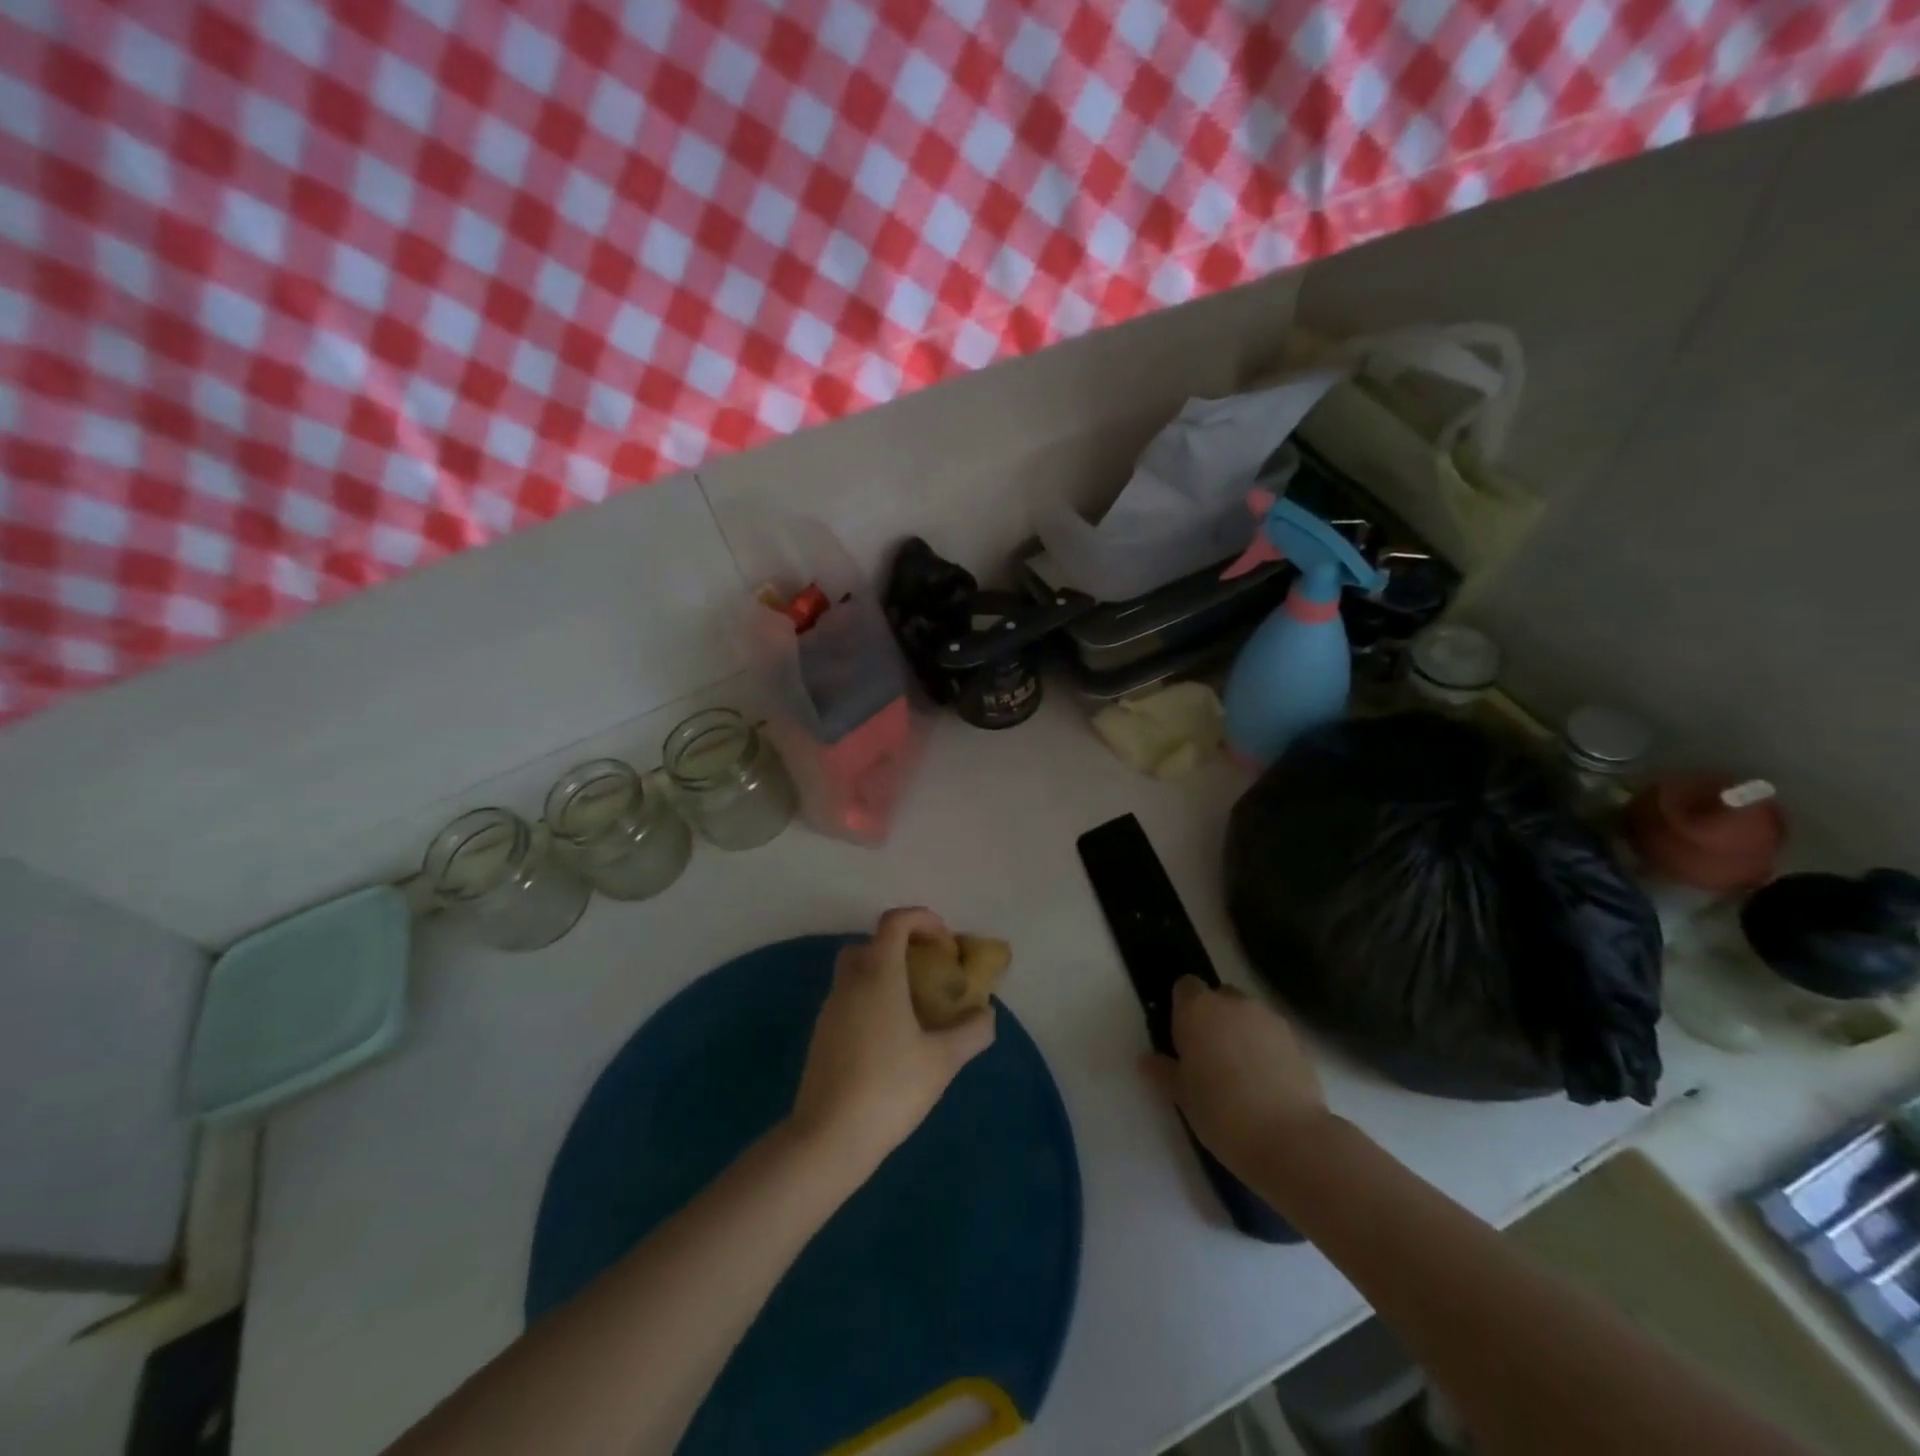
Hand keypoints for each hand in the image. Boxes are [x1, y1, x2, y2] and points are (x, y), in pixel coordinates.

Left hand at [789, 908, 995, 1177]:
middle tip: (927, 971)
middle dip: (899, 946)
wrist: (829, 1138)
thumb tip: (986, 1014)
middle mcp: (850, 984)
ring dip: (884, 974)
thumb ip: (971, 1031)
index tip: (945, 941)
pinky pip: (848, 1000)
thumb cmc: (890, 1089)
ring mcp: (830, 1010)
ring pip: (855, 973)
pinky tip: (891, 1037)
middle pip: (869, 944)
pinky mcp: (821, 1036)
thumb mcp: (943, 1061)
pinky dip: (870, 1000)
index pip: (894, 923)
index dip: (921, 919)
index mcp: (879, 976)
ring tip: (914, 1007)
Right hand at [1143, 978, 1330, 1171]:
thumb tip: (1146, 1060)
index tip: (1182, 1036)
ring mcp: (1269, 1019)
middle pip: (1219, 997)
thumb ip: (1163, 1070)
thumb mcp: (1181, 1095)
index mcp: (1198, 1008)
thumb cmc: (1221, 1111)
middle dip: (1213, 1018)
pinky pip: (1272, 1034)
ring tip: (1241, 1073)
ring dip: (1241, 1032)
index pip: (1185, 986)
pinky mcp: (1297, 1040)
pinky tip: (1266, 1083)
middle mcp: (1233, 1003)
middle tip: (1209, 1056)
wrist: (1289, 1139)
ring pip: (1247, 1015)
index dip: (1182, 1007)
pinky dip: (1266, 1048)